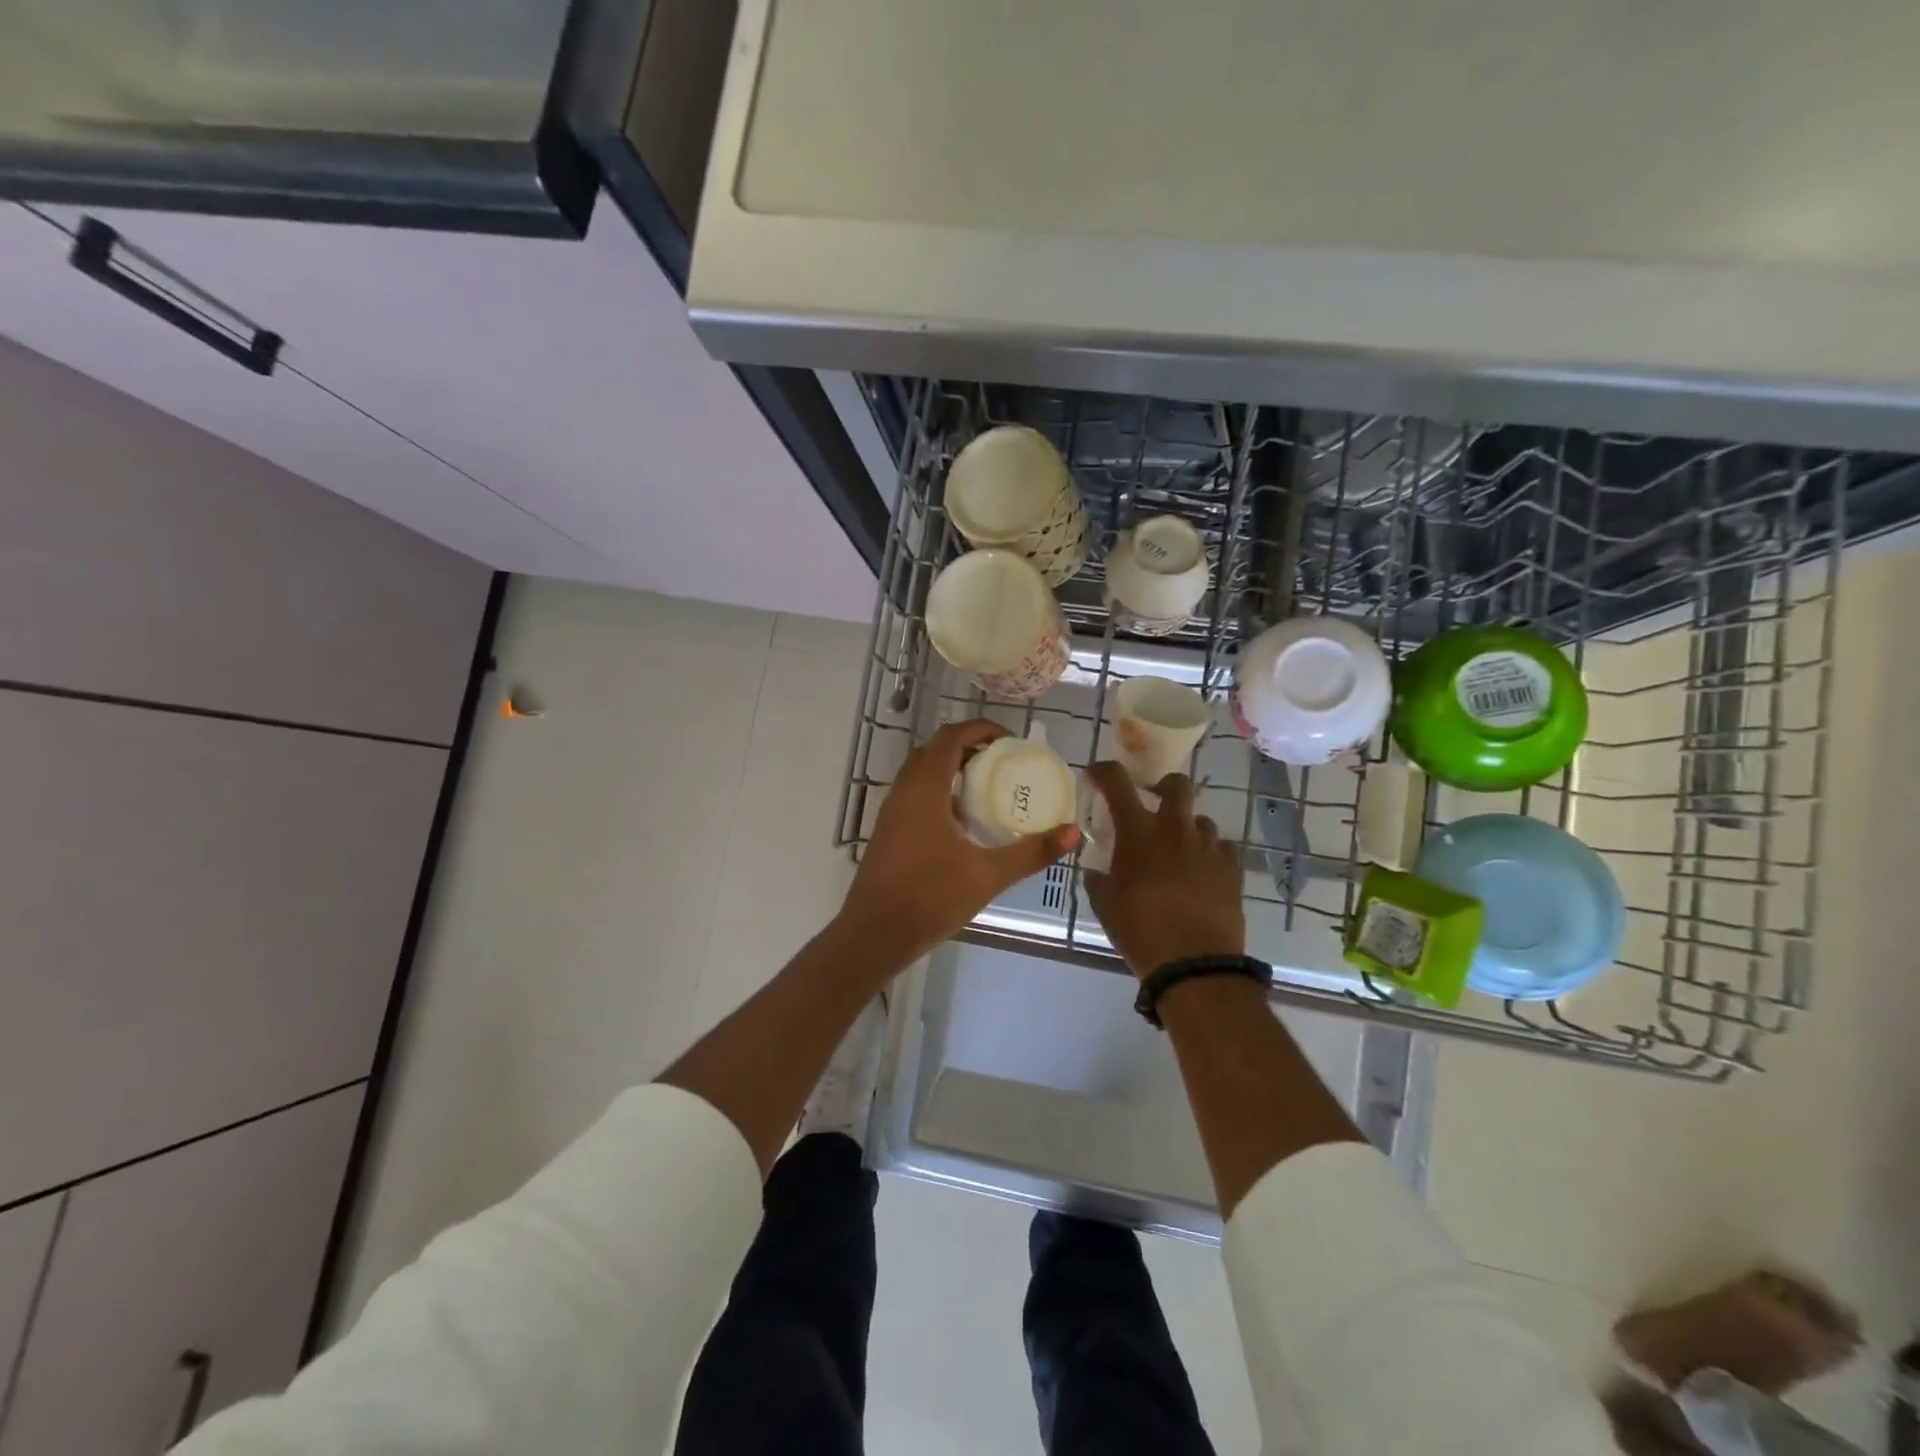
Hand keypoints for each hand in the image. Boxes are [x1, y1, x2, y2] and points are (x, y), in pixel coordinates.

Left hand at [839, 720, 1079, 971]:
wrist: (874, 935)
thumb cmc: (930, 897)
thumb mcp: (987, 875)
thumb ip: (1031, 852)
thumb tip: (1073, 833)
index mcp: (925, 789)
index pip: (951, 737)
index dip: (981, 729)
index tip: (1011, 741)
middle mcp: (904, 791)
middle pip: (935, 750)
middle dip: (969, 747)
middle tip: (1003, 763)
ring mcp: (892, 812)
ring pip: (922, 772)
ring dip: (952, 770)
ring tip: (989, 789)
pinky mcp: (888, 831)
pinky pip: (915, 794)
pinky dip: (940, 792)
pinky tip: (963, 822)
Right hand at [1082, 762, 1244, 979]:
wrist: (1195, 964)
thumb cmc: (1140, 931)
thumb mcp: (1105, 905)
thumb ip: (1098, 879)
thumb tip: (1096, 870)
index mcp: (1138, 833)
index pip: (1117, 783)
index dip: (1104, 771)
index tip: (1096, 775)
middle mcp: (1175, 829)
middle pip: (1176, 784)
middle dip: (1163, 786)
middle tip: (1153, 801)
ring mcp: (1208, 847)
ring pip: (1199, 819)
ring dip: (1186, 827)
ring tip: (1177, 850)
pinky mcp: (1232, 868)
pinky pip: (1219, 847)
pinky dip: (1207, 852)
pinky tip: (1200, 872)